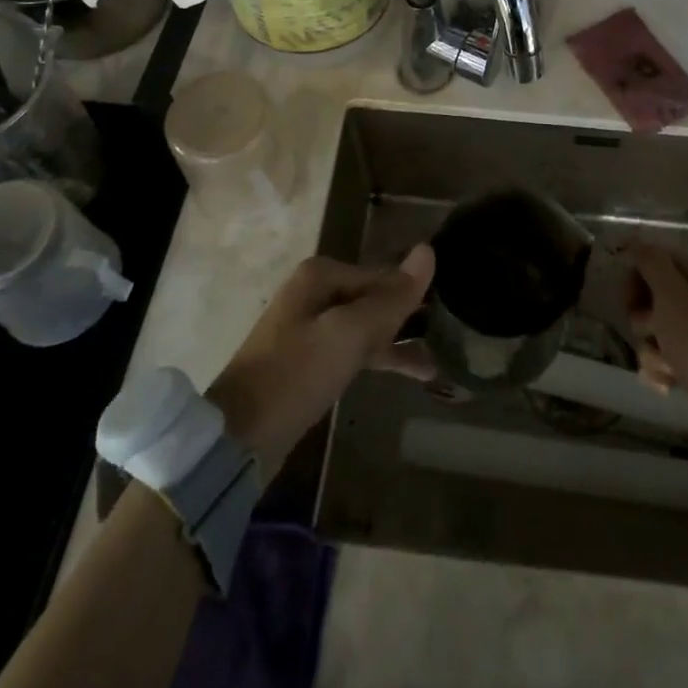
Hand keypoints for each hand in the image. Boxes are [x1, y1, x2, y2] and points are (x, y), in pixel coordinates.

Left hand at [207, 246, 434, 480]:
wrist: (239, 437)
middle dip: (407, 320)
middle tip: (448, 339)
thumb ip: (391, 298)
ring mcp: (310, 327)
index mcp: (321, 275)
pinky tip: (410, 373)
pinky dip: (380, 359)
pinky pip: (355, 349)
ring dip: (398, 343)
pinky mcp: (310, 359)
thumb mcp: (350, 334)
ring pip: (367, 326)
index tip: (446, 318)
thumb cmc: (296, 374)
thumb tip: (428, 250)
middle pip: (374, 299)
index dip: (411, 297)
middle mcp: (315, 292)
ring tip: (435, 364)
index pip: (382, 276)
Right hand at [624, 243, 687, 451]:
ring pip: (656, 329)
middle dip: (642, 315)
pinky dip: (661, 370)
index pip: (659, 257)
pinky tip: (668, 385)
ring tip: (666, 366)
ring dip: (651, 347)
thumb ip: (651, 263)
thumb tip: (636, 241)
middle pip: (655, 294)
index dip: (637, 273)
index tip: (626, 296)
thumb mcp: (674, 297)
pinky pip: (666, 358)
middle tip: (649, 329)